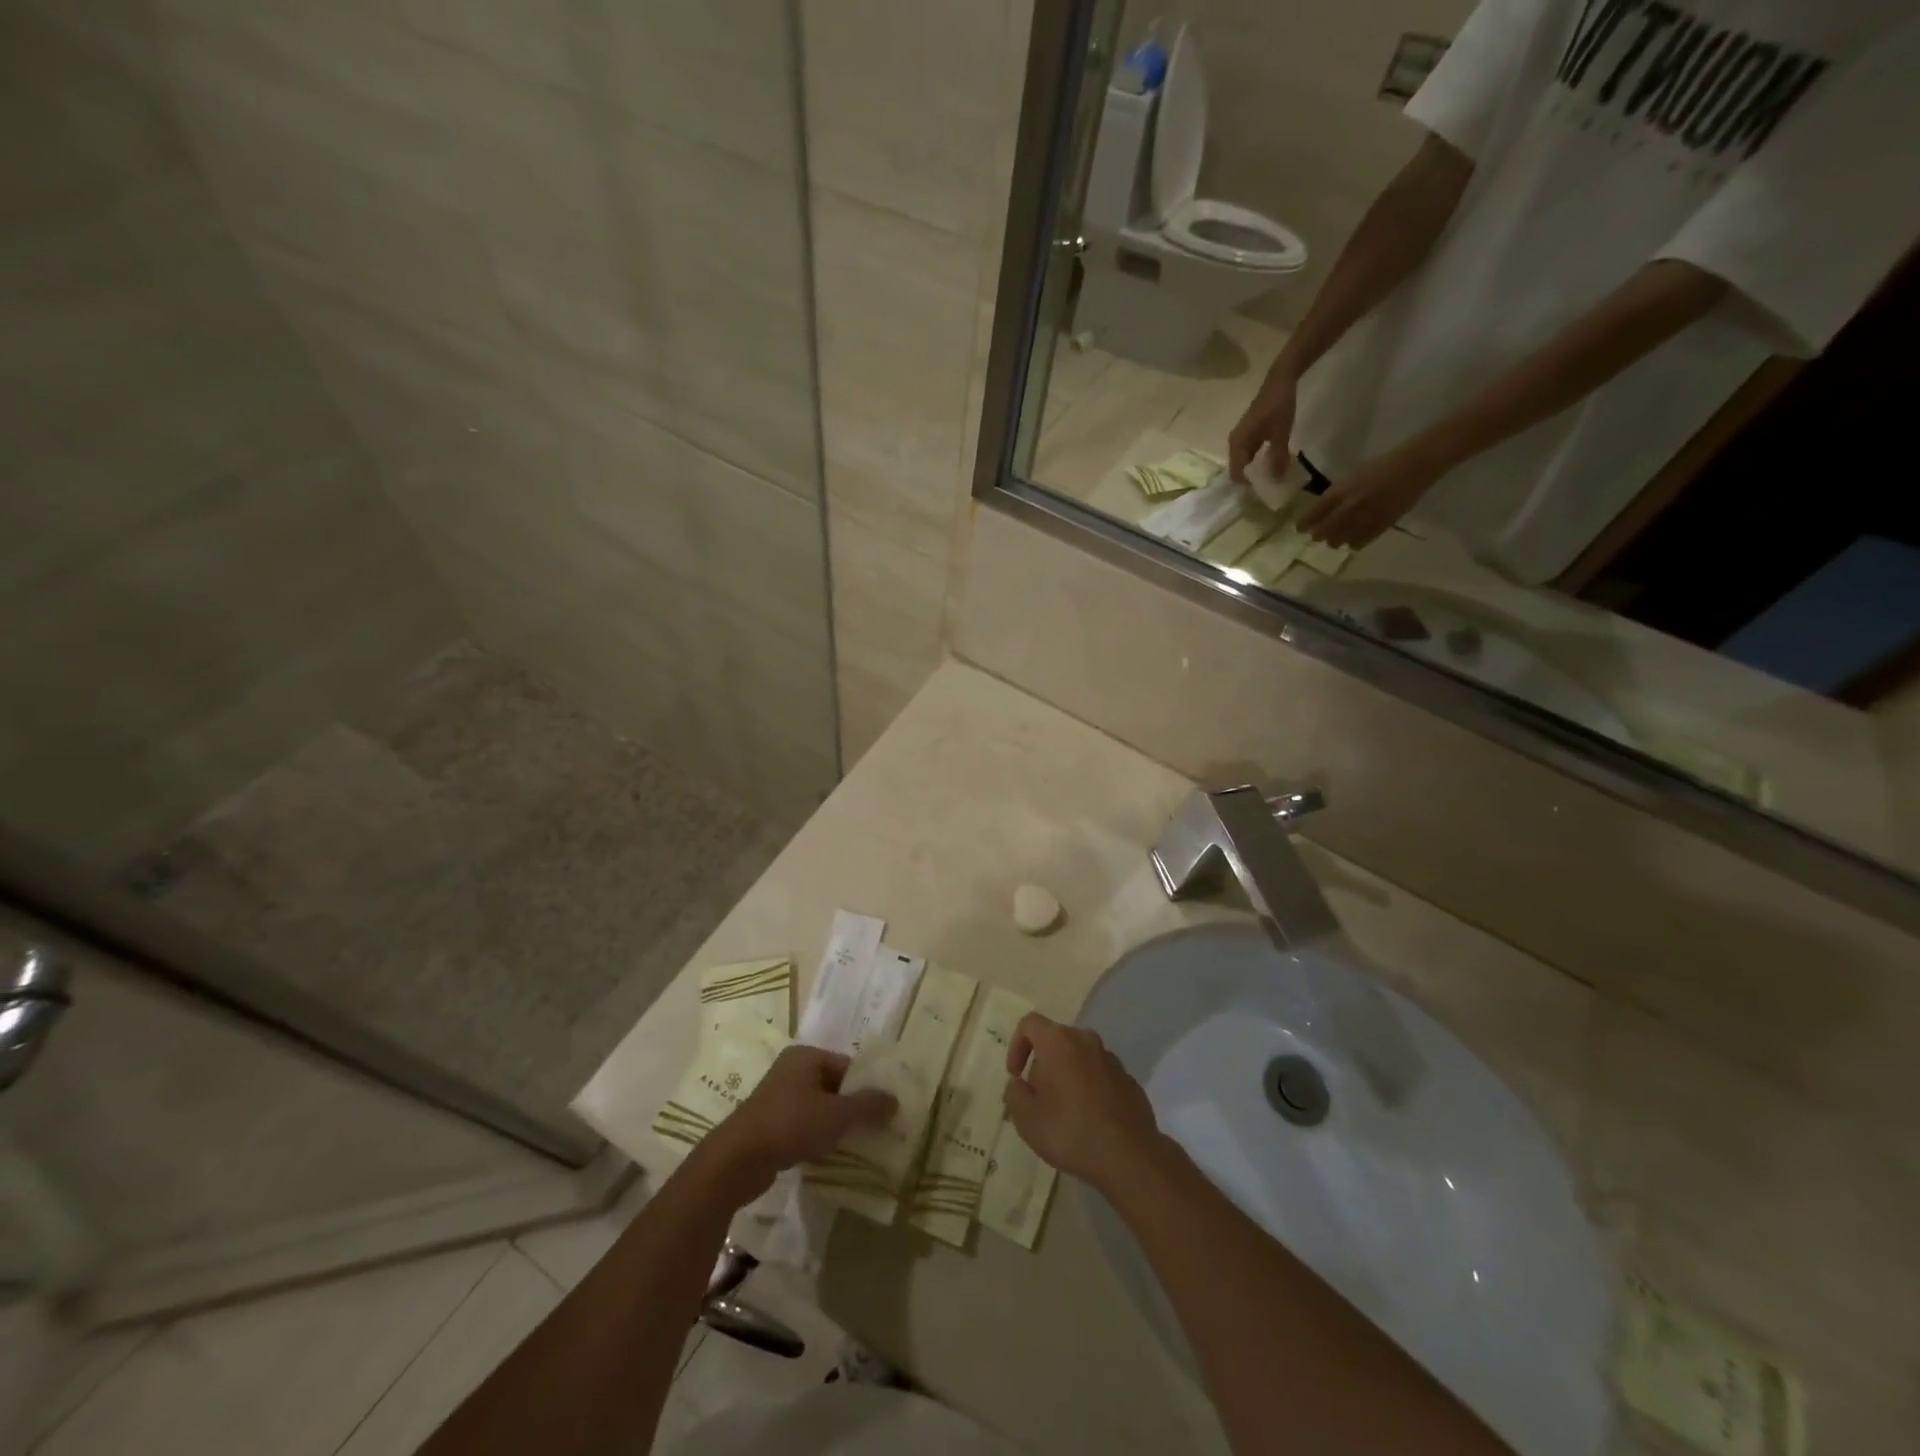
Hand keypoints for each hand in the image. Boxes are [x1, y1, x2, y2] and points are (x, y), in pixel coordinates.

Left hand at [702, 1046, 896, 1202]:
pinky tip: (831, 1156)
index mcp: (806, 1057)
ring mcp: (778, 1099)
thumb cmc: (790, 1124)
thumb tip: (895, 1100)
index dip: (867, 1086)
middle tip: (877, 1128)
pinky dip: (818, 1138)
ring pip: (819, 1108)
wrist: (737, 1161)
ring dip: (836, 1125)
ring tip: (858, 1144)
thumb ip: (868, 1106)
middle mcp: (791, 1071)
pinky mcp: (769, 1126)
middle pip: (834, 1086)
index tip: (885, 1108)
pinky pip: (803, 1127)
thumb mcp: (836, 1115)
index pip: (847, 1065)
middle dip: (853, 1107)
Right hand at [1002, 1014, 1161, 1194]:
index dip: (1016, 1045)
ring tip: (1064, 1112)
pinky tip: (1089, 1120)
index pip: (1030, 1023)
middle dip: (1042, 1064)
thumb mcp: (1026, 1119)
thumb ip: (1014, 1093)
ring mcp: (1111, 1060)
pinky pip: (1100, 1076)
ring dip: (1067, 1076)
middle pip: (1056, 1040)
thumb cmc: (1070, 1131)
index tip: (1016, 1075)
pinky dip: (1090, 1089)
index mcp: (1059, 1042)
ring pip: (1080, 1058)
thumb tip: (1018, 1083)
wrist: (1129, 1157)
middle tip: (1038, 1097)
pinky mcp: (1129, 1081)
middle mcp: (1086, 1041)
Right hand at [1227, 368, 1298, 484]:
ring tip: (1270, 479)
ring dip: (1255, 471)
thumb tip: (1276, 479)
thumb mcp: (1281, 433)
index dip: (1248, 486)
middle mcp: (1234, 444)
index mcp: (1237, 444)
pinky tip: (1271, 464)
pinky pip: (1249, 455)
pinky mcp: (1248, 435)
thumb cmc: (1278, 407)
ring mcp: (1240, 439)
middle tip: (1268, 489)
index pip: (1237, 474)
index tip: (1263, 494)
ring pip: (1244, 462)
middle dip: (1251, 480)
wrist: (1279, 381)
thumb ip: (1278, 457)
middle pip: (1238, 470)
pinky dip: (1258, 462)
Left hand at [1296, 444, 1446, 549]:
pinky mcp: (1379, 527)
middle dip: (1317, 535)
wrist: (1413, 467)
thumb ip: (1335, 494)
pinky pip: (1358, 544)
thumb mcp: (1351, 476)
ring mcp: (1363, 519)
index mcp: (1339, 492)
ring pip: (1338, 541)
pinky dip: (1353, 543)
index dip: (1303, 524)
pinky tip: (1353, 540)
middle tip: (1316, 536)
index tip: (1300, 529)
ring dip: (1335, 540)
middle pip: (1323, 531)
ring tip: (1335, 539)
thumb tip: (1321, 510)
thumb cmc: (1380, 467)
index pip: (1313, 514)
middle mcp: (1348, 508)